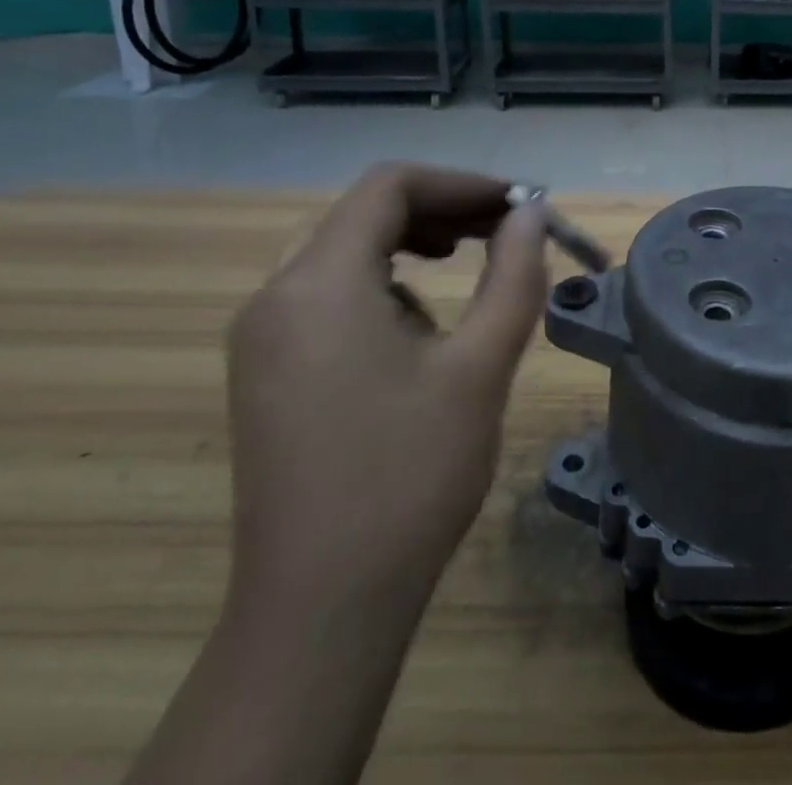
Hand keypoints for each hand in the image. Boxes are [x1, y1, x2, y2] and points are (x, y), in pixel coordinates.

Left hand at [225, 164, 548, 624]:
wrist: (321, 608)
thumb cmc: (410, 476)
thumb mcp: (480, 365)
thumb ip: (513, 274)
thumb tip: (531, 213)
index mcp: (319, 283)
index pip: (390, 186)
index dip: (461, 182)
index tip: (518, 204)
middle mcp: (275, 295)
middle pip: (363, 213)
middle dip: (441, 209)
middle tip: (503, 229)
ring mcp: (261, 336)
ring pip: (342, 250)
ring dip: (410, 241)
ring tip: (466, 264)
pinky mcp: (265, 370)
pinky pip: (325, 291)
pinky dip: (380, 280)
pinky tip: (417, 327)